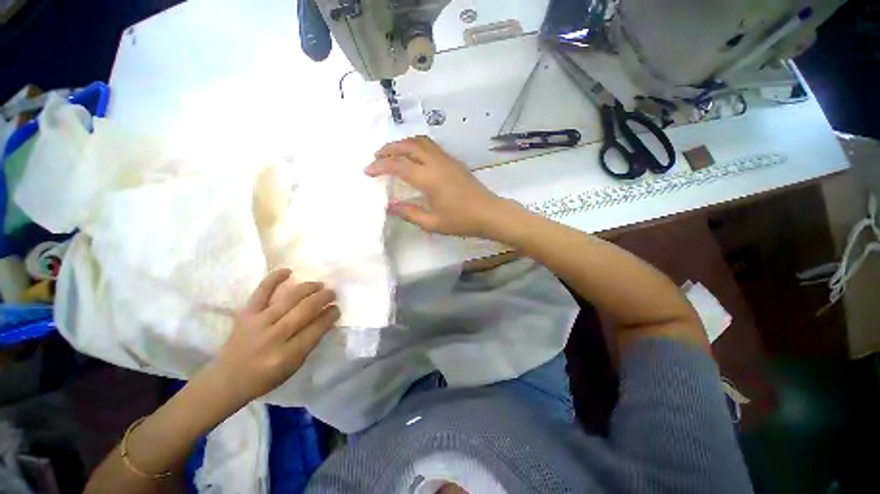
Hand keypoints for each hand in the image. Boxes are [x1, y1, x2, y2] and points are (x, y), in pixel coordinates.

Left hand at [211, 269, 339, 404]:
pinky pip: (261, 292)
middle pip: (305, 310)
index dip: (330, 315)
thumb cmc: (265, 377)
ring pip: (289, 298)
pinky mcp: (246, 314)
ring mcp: (259, 322)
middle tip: (332, 294)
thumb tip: (327, 318)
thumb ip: (311, 342)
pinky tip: (289, 271)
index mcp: (288, 355)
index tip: (337, 308)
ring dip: (309, 288)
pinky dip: (274, 279)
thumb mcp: (294, 366)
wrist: (227, 379)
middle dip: (323, 298)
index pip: (316, 329)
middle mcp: (274, 336)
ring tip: (319, 285)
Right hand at [365, 136, 509, 237]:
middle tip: (376, 157)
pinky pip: (431, 146)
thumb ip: (409, 213)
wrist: (489, 213)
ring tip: (393, 153)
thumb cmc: (462, 220)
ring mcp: (447, 159)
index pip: (398, 165)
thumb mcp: (433, 223)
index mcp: (429, 178)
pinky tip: (414, 157)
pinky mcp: (454, 161)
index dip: (380, 166)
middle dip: (389, 148)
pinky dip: (416, 146)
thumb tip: (390, 206)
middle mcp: (436, 163)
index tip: (368, 171)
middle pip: (408, 145)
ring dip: (403, 143)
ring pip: (421, 141)